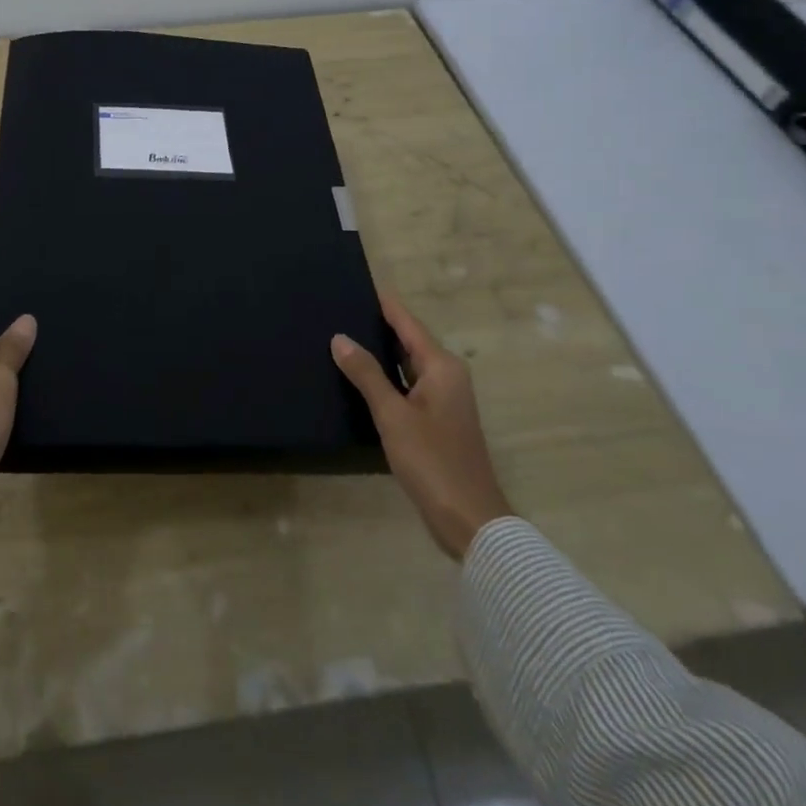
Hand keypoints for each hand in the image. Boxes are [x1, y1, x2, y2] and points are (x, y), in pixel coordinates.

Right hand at [332, 293, 514, 559]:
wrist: (469, 520)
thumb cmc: (433, 461)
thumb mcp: (393, 415)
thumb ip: (366, 374)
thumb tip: (339, 337)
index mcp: (442, 366)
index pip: (407, 322)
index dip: (382, 304)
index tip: (354, 284)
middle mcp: (446, 375)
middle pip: (408, 340)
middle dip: (376, 326)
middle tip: (336, 311)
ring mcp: (443, 399)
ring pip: (406, 364)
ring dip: (378, 353)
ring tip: (339, 339)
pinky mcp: (436, 420)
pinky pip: (407, 386)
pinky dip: (385, 378)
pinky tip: (358, 380)